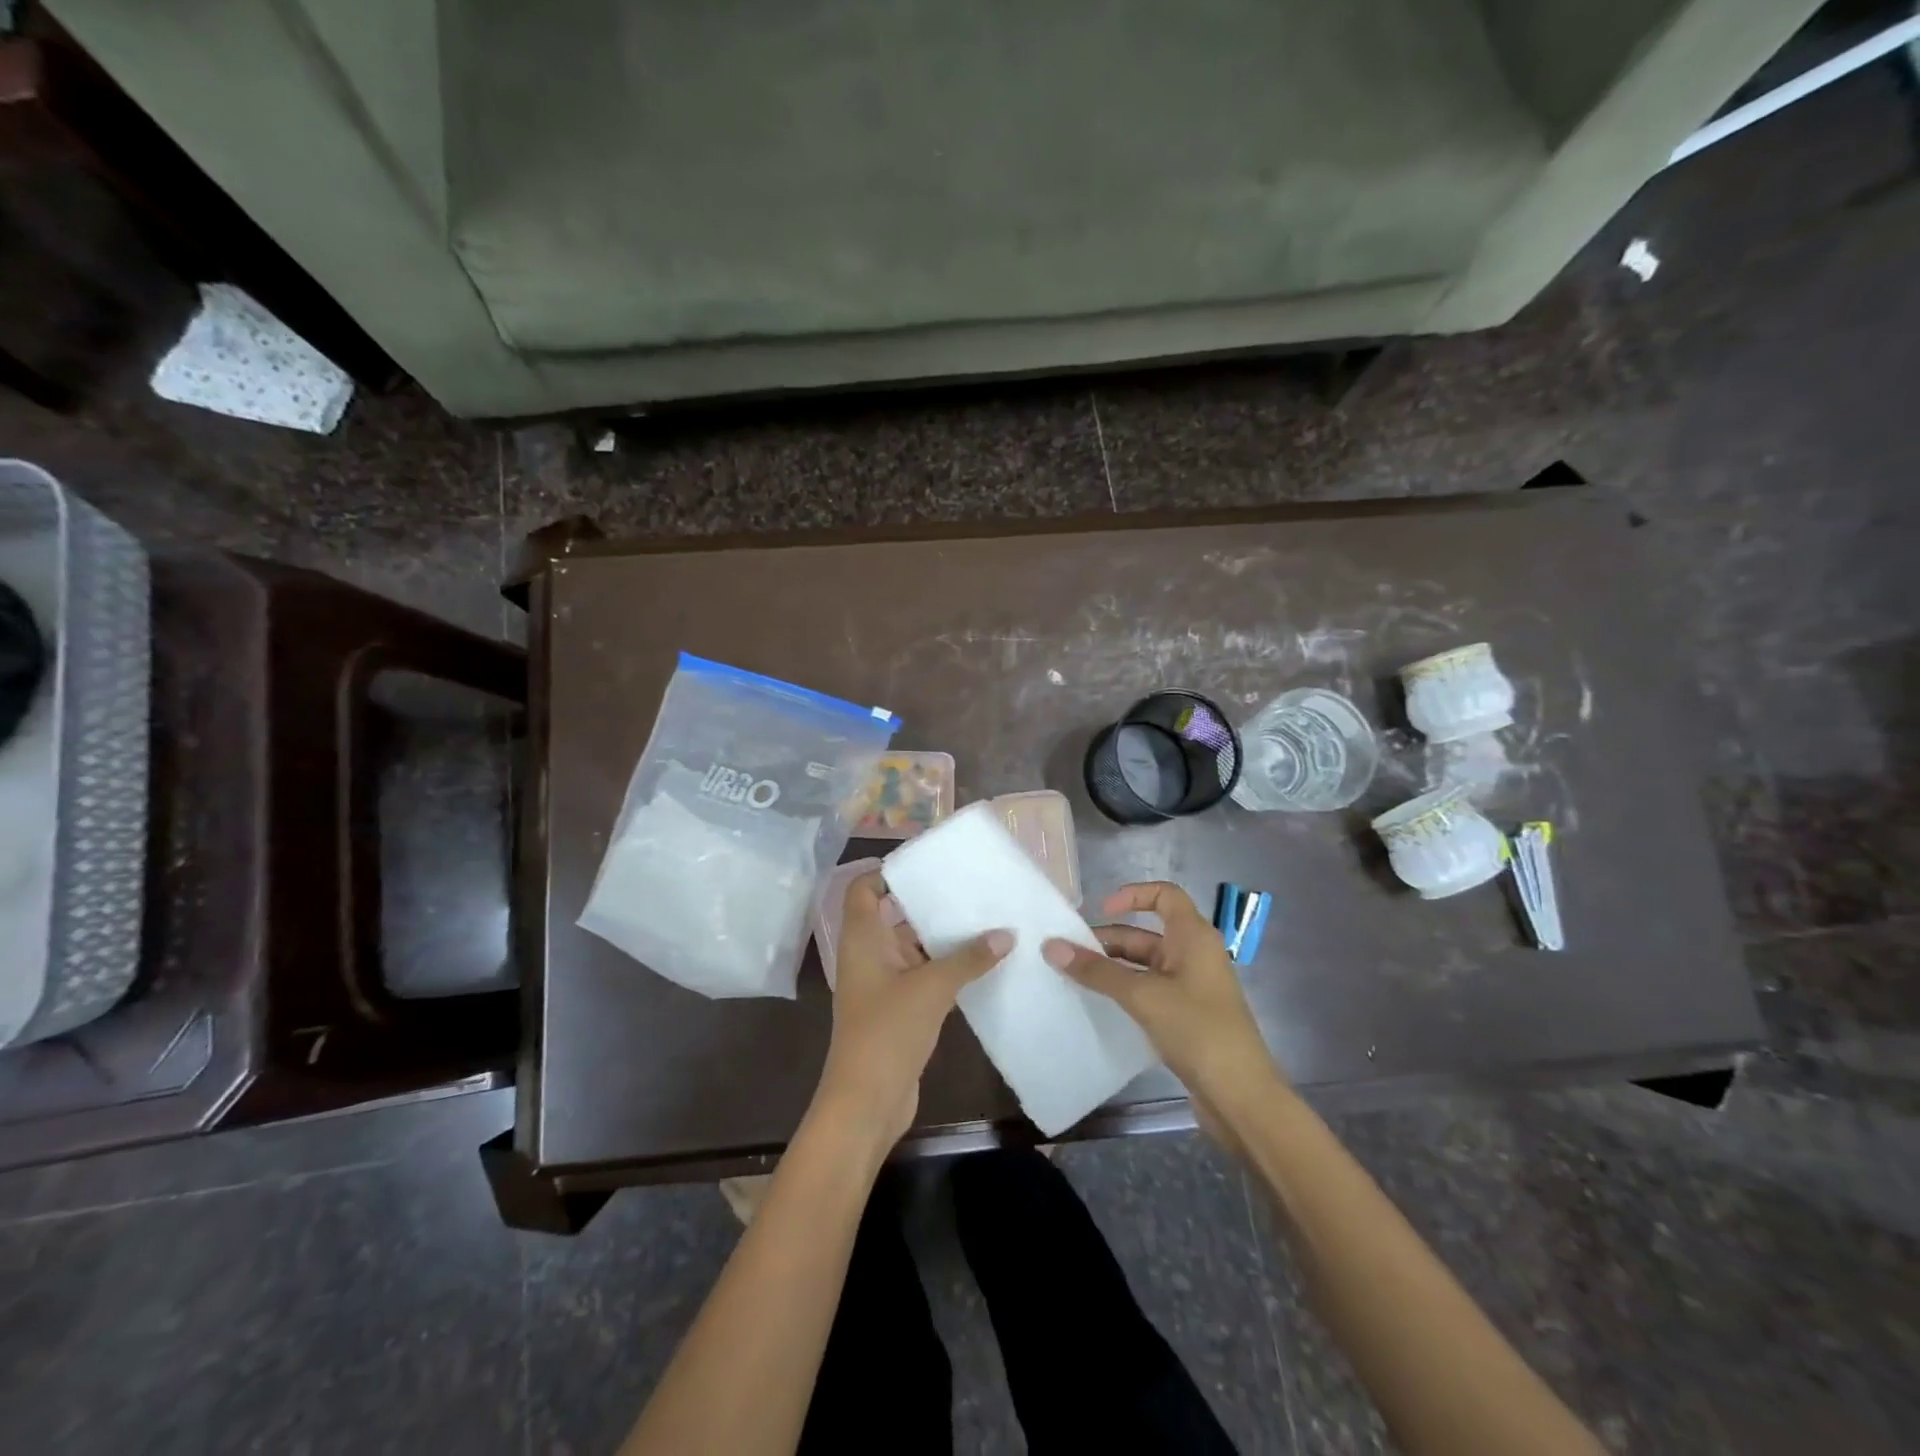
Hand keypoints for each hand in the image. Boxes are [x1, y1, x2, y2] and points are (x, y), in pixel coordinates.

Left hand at [812, 872, 1011, 1147]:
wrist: (866, 1102)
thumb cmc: (888, 1032)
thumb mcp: (932, 988)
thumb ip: (969, 958)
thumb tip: (1006, 933)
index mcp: (863, 939)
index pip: (864, 889)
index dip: (888, 873)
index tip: (928, 866)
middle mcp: (868, 955)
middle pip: (893, 915)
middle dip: (927, 903)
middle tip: (968, 889)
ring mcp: (882, 984)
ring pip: (911, 947)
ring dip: (941, 937)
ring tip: (983, 919)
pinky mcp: (898, 1009)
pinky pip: (922, 975)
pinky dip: (945, 967)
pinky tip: (981, 962)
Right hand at [1043, 882, 1282, 1125]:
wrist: (1241, 1097)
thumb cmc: (1197, 1031)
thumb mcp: (1143, 996)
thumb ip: (1097, 971)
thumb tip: (1051, 946)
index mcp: (1193, 937)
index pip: (1164, 894)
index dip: (1132, 895)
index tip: (1100, 910)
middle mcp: (1195, 955)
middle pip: (1147, 933)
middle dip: (1109, 940)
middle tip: (1069, 954)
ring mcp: (1192, 987)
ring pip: (1146, 965)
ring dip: (1113, 968)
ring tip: (1075, 979)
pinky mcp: (1188, 1016)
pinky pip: (1151, 991)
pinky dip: (1125, 991)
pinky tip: (1100, 1005)